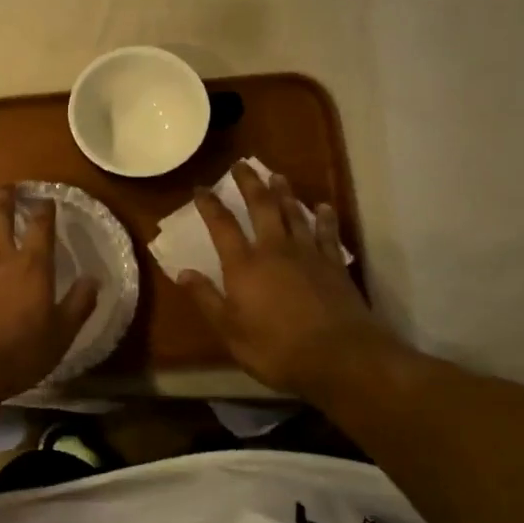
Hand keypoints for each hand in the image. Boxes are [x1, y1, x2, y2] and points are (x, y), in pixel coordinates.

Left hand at [0, 187, 99, 402]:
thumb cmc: (18, 353)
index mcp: (32, 266)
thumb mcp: (61, 334)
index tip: (46, 201)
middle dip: (5, 198)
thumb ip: (78, 304)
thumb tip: (95, 279)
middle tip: (7, 188)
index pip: (42, 227)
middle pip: (0, 215)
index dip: (44, 210)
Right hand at [179, 163, 392, 401]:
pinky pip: (328, 234)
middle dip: (249, 183)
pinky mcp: (334, 265)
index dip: (210, 205)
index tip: (201, 188)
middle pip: (261, 207)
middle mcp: (275, 250)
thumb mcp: (231, 332)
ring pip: (294, 214)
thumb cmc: (277, 349)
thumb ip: (207, 299)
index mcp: (244, 265)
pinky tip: (323, 208)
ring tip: (277, 176)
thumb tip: (182, 272)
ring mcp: (308, 254)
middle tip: (242, 164)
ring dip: (284, 193)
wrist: (340, 357)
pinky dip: (324, 218)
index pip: (222, 226)